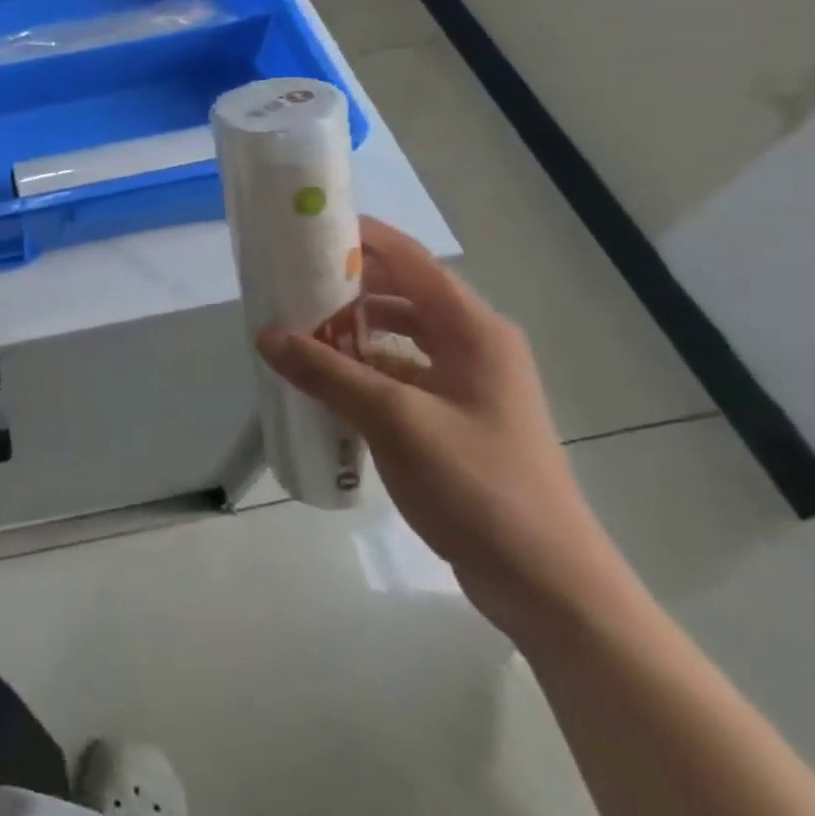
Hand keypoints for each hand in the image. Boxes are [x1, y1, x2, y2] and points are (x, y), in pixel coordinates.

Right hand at [257, 219, 632, 639]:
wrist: (547, 585)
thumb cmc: (478, 485)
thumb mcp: (394, 421)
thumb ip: (327, 372)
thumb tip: (266, 335)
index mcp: (472, 329)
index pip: (408, 258)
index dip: (358, 237)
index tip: (302, 230)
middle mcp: (472, 344)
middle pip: (399, 293)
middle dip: (344, 286)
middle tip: (286, 282)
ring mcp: (466, 382)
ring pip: (397, 335)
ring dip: (349, 329)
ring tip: (295, 329)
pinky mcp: (455, 416)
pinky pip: (399, 372)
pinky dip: (361, 368)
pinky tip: (322, 381)